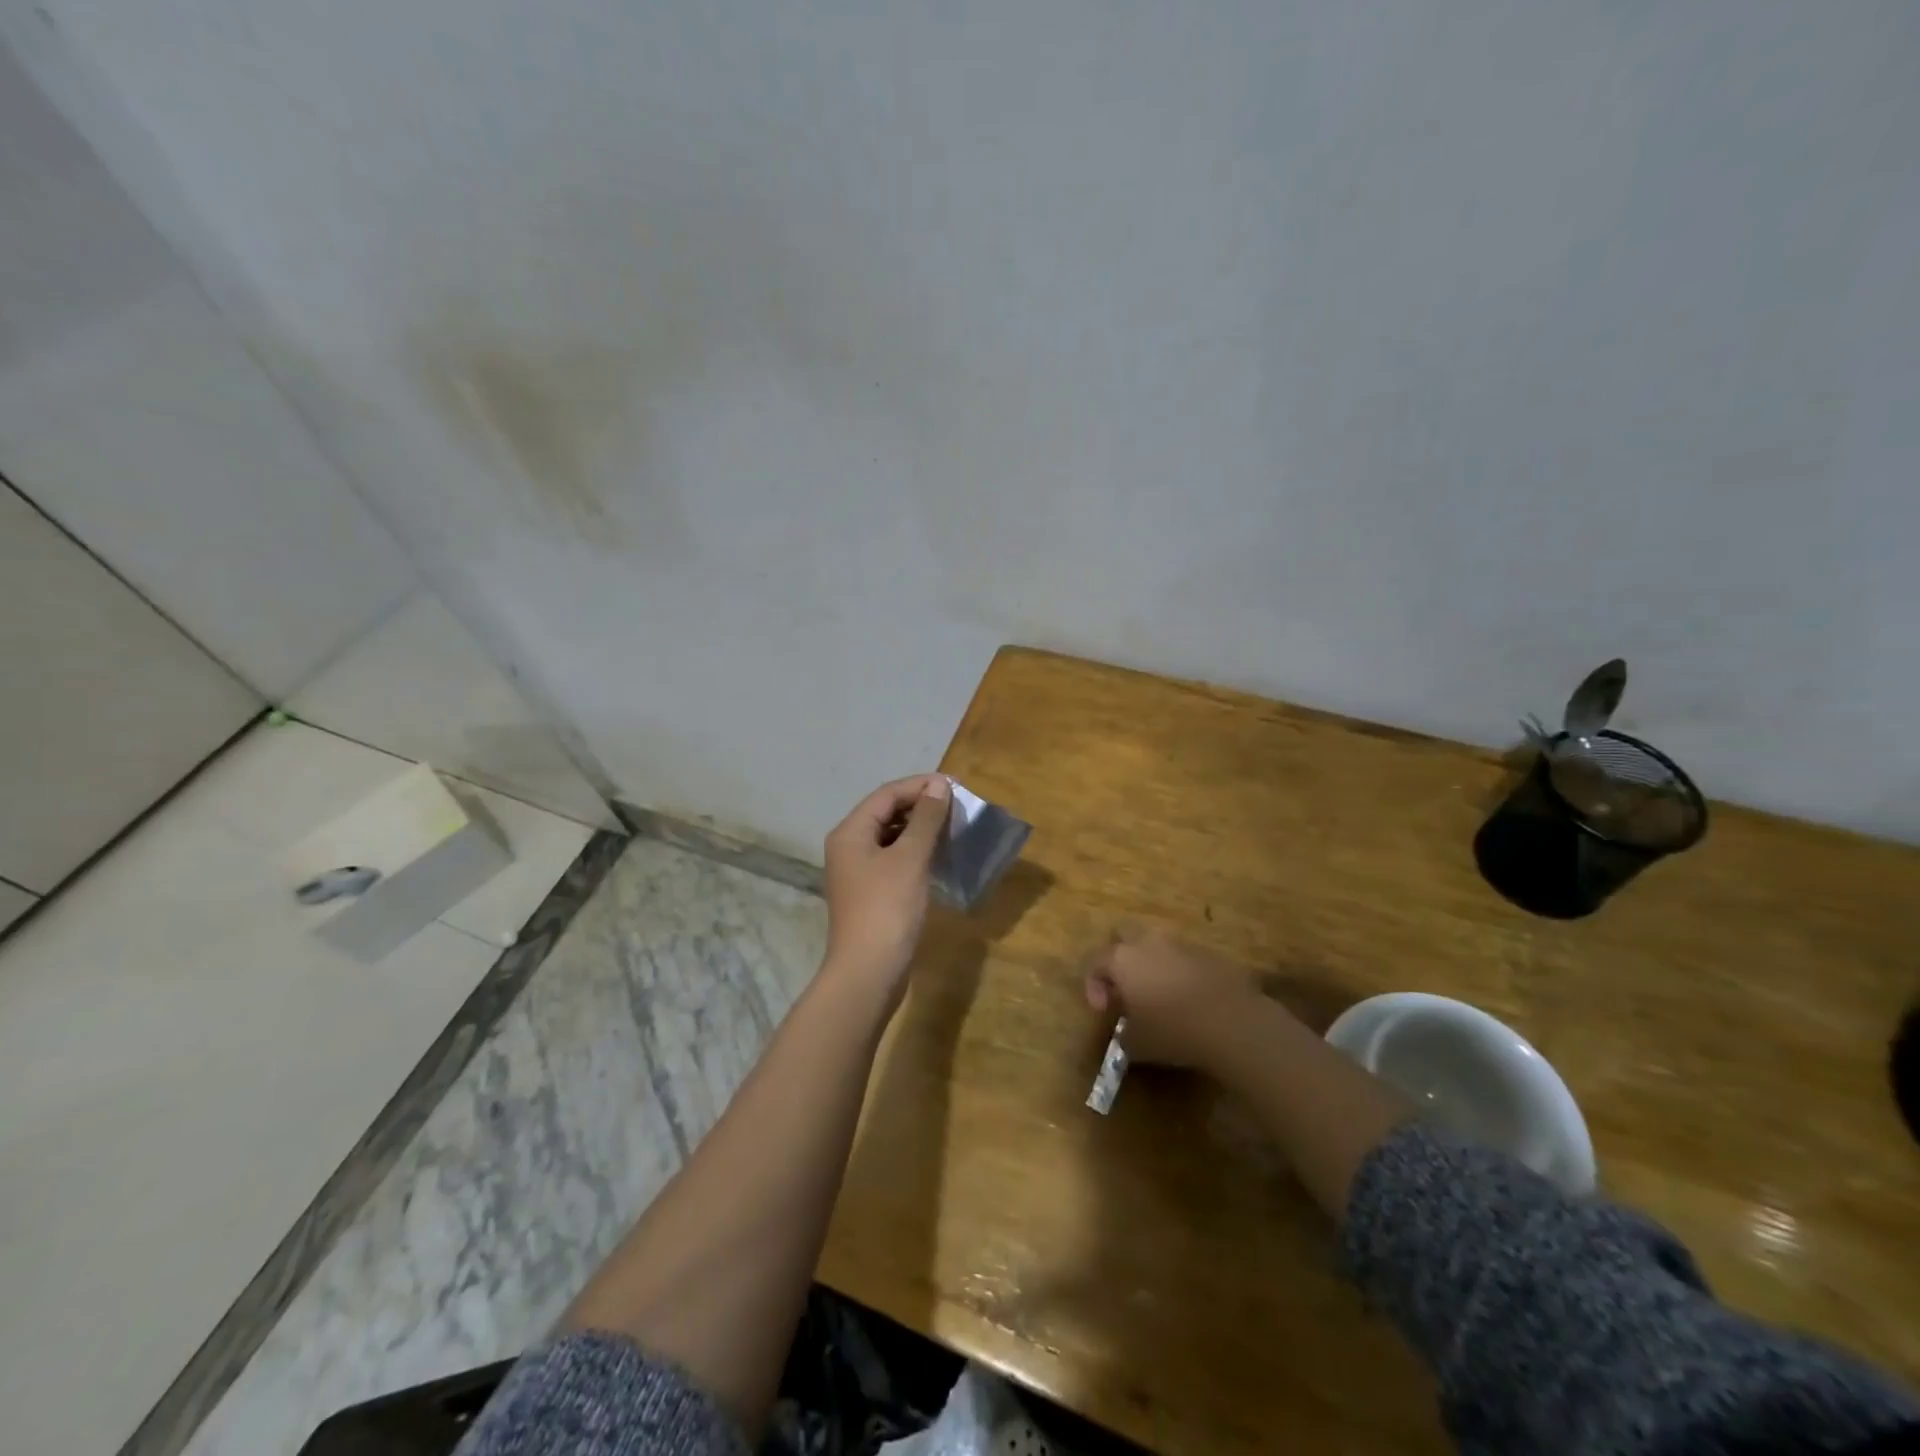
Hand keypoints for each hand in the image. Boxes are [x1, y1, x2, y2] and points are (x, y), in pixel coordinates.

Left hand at [822, 774, 950, 992]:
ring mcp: (857, 872)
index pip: (886, 794)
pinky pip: (893, 859)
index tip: (955, 785)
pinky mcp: (870, 893)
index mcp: (850, 832)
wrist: (868, 972)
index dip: (920, 786)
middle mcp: (848, 846)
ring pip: (891, 836)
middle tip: (956, 805)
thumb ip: (926, 819)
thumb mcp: (910, 858)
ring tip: (952, 827)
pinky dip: (915, 851)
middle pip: (885, 812)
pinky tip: (938, 856)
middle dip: (920, 805)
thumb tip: (939, 785)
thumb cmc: (887, 908)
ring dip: (920, 828)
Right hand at [1084, 927, 1272, 1071]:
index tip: (1104, 1011)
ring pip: (1154, 943)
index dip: (1092, 985)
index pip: (1093, 961)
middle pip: (1122, 934)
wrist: (1232, 1021)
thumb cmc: (1173, 1031)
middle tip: (1124, 987)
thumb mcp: (1137, 1044)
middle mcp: (1147, 942)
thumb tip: (1126, 1032)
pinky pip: (1182, 956)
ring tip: (1158, 994)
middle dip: (1117, 956)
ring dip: (1150, 962)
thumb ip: (1124, 1034)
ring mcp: (1179, 943)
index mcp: (1122, 959)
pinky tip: (1187, 998)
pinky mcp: (1207, 952)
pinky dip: (1177, 970)